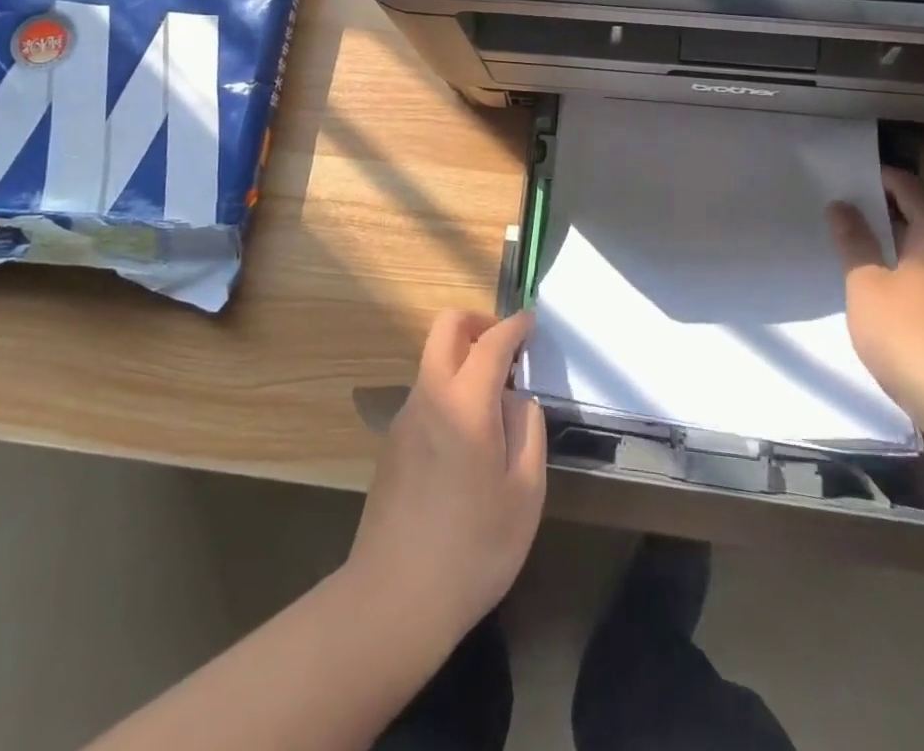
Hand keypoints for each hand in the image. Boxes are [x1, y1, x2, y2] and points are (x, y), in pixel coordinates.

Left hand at [345, 310, 546, 648]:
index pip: (490, 342)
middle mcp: (429, 396)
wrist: (394, 600)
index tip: (531, 322)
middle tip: (508, 349)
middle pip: (446, 328)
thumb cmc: (473, 548)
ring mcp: (404, 418)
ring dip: (463, 360)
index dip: (514, 326)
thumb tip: (517, 398)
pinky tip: (468, 441)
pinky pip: (427, 395)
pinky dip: (451, 392)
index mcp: (465, 403)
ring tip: (496, 404)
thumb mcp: (524, 493)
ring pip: (434, 361)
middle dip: (478, 323)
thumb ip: (527, 430)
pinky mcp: (392, 443)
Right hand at [828, 167, 923, 431]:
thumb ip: (853, 241)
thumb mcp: (866, 283)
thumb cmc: (908, 333)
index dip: (874, 176)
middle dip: (875, 206)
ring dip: (881, 237)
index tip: (838, 173)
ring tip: (840, 233)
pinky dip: (890, 263)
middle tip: (832, 199)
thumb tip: (842, 204)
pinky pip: (916, 271)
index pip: (907, 187)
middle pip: (913, 214)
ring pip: (913, 246)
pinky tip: (862, 274)